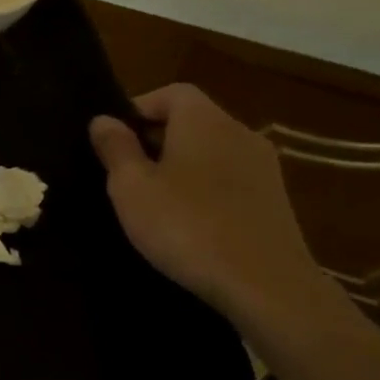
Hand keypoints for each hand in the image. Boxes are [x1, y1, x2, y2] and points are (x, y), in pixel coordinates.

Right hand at [89, 84, 330, 326]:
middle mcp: (240, 134)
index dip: (138, 107)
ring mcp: (264, 169)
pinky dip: (203, 189)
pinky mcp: (274, 202)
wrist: (266, 287)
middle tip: (123, 172)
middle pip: (192, 121)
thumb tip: (104, 120)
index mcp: (205, 122)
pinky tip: (186, 223)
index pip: (172, 92)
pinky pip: (228, 180)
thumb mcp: (132, 187)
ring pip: (210, 152)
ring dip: (179, 166)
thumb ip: (115, 148)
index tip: (113, 139)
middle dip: (155, 139)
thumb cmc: (187, 226)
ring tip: (151, 200)